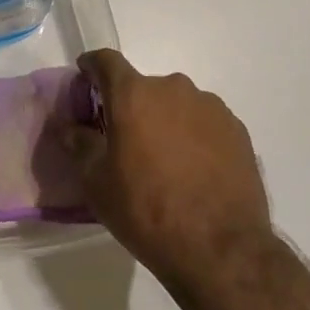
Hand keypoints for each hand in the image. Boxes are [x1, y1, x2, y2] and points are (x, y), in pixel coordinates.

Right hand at [72, 50, 274, 290]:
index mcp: (134, 95)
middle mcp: (173, 89)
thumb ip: (79, 145)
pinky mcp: (237, 130)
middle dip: (131, 106)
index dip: (92, 67)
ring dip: (165, 120)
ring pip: (176, 104)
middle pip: (143, 86)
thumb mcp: (97, 183)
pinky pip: (204, 122)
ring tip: (164, 160)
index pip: (106, 61)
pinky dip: (193, 136)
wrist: (220, 248)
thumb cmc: (146, 210)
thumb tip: (71, 128)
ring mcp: (210, 107)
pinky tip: (193, 170)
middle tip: (124, 139)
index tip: (85, 78)